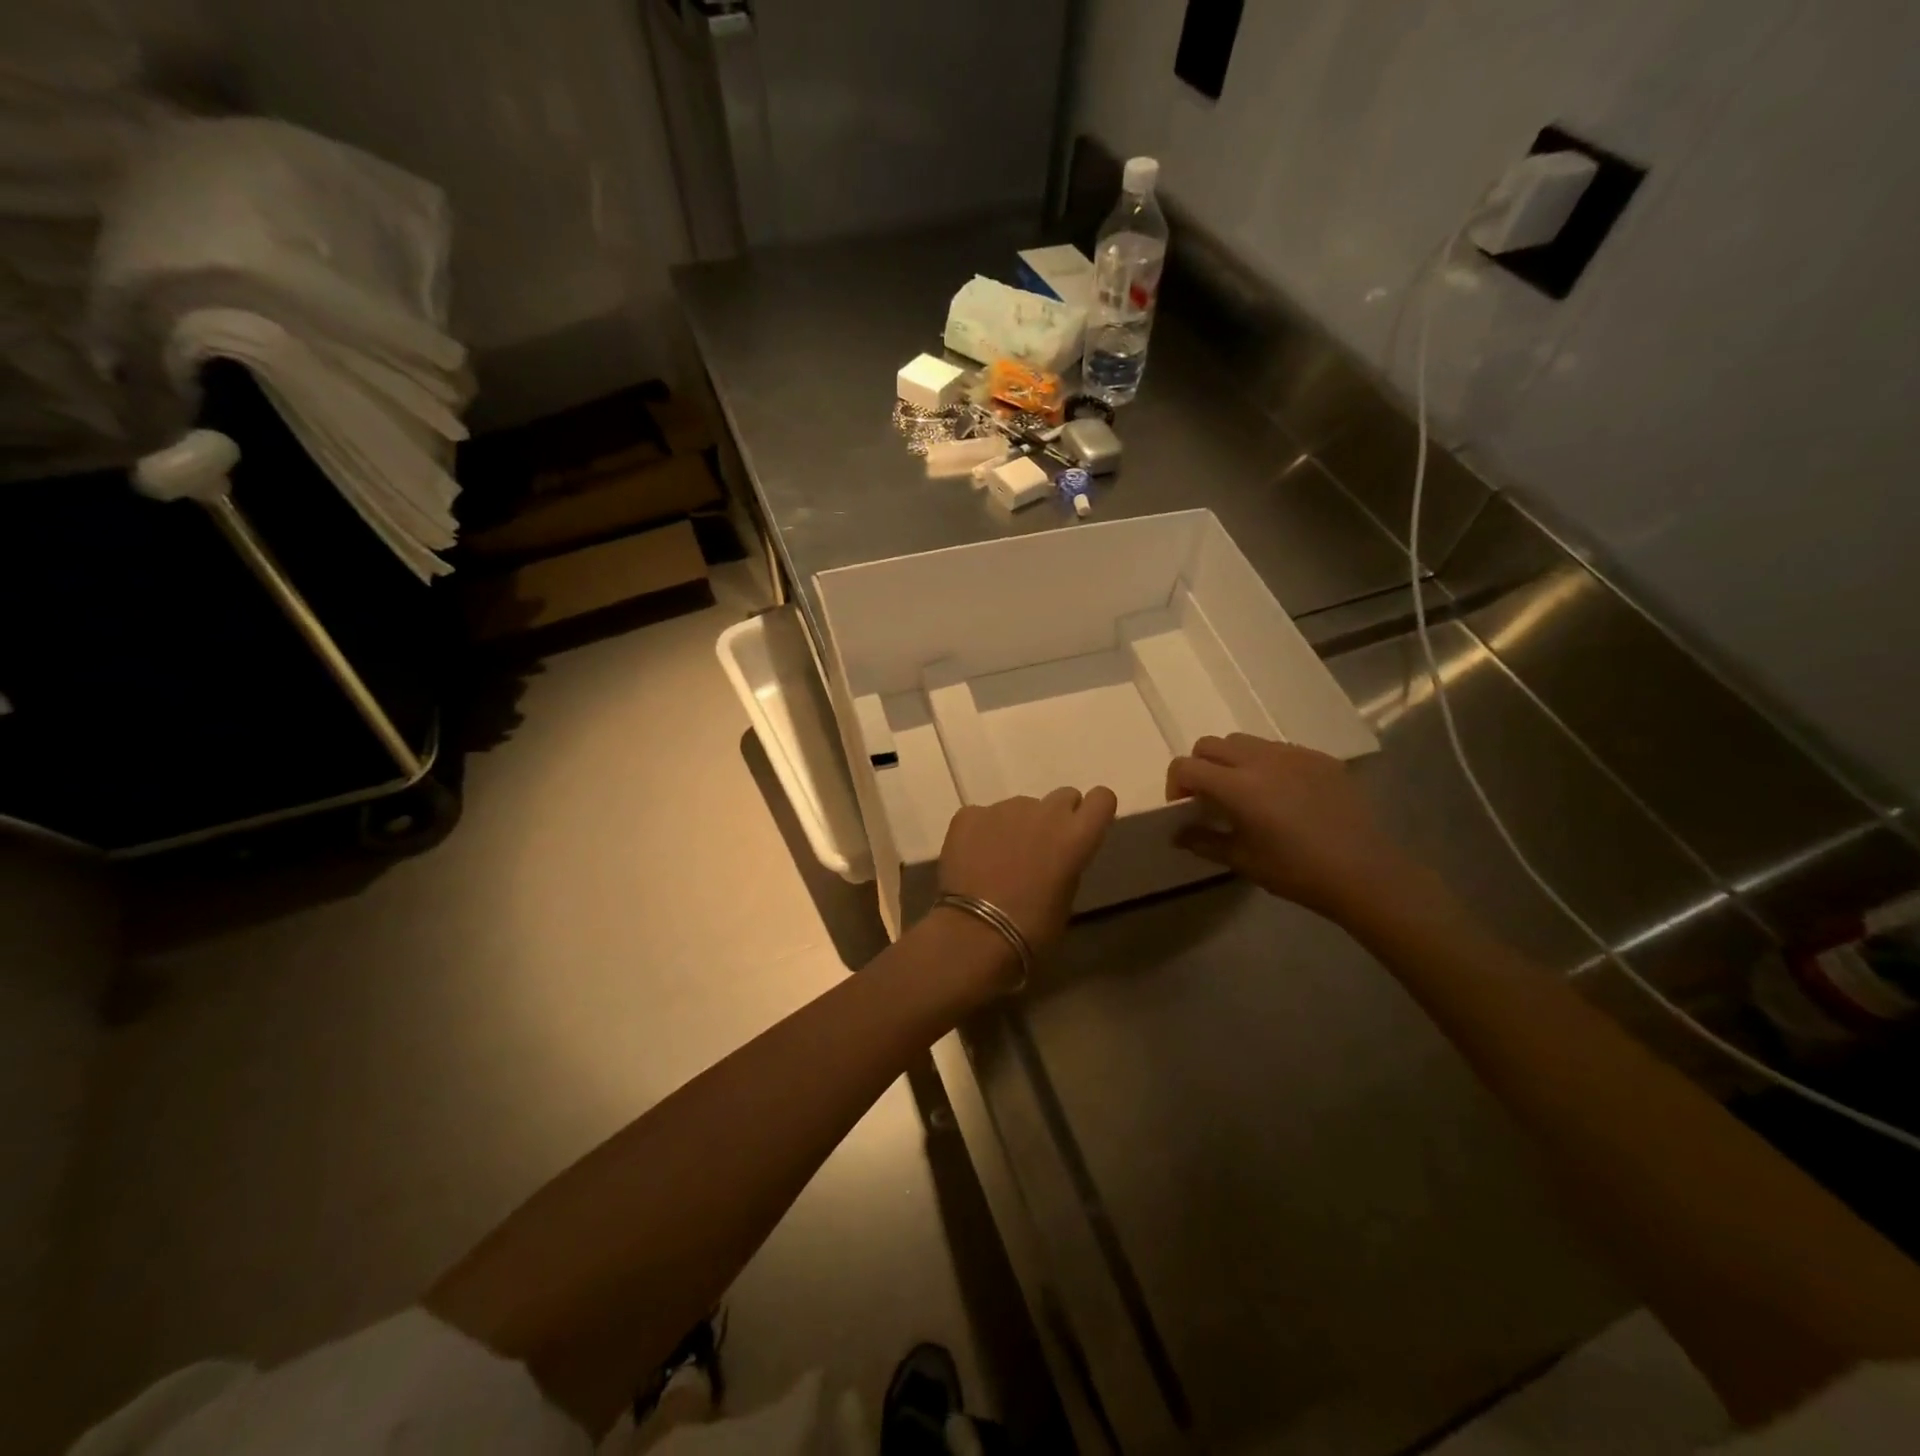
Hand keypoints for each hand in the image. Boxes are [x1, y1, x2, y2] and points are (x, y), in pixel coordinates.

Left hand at [937, 787, 1118, 950]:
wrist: (975, 934)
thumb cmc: (1032, 928)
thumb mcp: (1066, 897)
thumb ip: (1067, 862)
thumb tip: (1056, 853)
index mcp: (1076, 835)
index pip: (1102, 798)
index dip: (1093, 811)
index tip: (1082, 828)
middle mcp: (1044, 811)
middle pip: (1062, 797)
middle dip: (1056, 817)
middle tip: (1041, 847)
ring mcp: (1004, 808)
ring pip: (1020, 807)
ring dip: (1017, 826)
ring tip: (1000, 861)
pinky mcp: (969, 814)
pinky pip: (983, 816)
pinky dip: (982, 832)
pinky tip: (974, 859)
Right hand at [1166, 735, 1413, 921]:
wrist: (1364, 872)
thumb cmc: (1296, 871)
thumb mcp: (1242, 861)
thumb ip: (1204, 841)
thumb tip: (1178, 833)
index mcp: (1237, 786)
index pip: (1186, 766)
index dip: (1176, 784)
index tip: (1184, 807)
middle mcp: (1260, 760)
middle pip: (1211, 744)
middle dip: (1201, 766)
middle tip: (1210, 797)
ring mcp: (1293, 754)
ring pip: (1244, 741)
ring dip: (1232, 761)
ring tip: (1246, 792)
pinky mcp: (1319, 758)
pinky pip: (1279, 749)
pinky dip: (1266, 764)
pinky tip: (1283, 795)